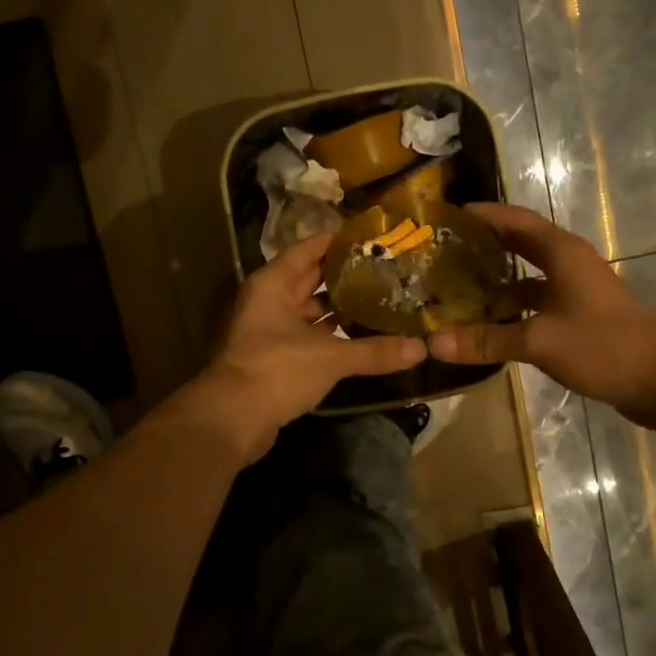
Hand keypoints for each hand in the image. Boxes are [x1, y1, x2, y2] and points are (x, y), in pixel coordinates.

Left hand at [175, 233, 424, 464]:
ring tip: (378, 300)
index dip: (337, 241)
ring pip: (308, 310)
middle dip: (343, 275)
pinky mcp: (274, 358)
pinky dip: (329, 335)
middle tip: (384, 269)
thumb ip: (374, 351)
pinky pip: (307, 336)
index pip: (308, 249)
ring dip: (337, 307)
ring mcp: (268, 330)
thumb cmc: (277, 369)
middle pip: (309, 278)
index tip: (372, 237)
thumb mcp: (330, 356)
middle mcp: (268, 300)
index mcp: (273, 284)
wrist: (234, 418)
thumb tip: (421, 348)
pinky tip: (358, 336)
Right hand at [425, 203, 655, 433]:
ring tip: (458, 289)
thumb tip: (433, 342)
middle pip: (521, 244)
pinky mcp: (581, 317)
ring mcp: (577, 291)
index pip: (515, 220)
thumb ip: (486, 340)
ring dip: (497, 281)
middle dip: (485, 245)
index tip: (448, 215)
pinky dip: (513, 308)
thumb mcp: (539, 341)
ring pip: (528, 277)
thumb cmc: (603, 347)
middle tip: (445, 251)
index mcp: (563, 254)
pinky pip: (538, 302)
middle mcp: (570, 264)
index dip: (483, 215)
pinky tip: (490, 324)